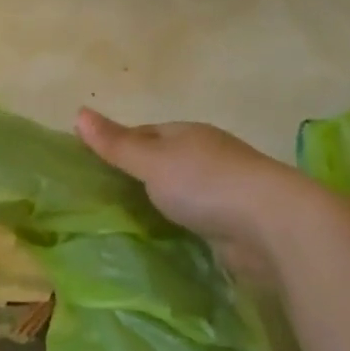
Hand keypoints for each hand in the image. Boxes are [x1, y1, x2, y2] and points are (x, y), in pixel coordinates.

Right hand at [75, 108, 322, 275]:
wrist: (272, 225)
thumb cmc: (205, 183)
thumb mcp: (151, 160)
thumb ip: (116, 144)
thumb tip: (78, 112)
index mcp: (187, 134)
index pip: (144, 133)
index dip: (118, 144)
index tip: (90, 166)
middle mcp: (206, 156)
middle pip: (163, 162)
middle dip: (138, 176)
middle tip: (101, 199)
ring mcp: (223, 190)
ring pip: (180, 192)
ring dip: (160, 202)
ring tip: (126, 222)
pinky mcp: (234, 222)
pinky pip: (196, 219)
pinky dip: (178, 225)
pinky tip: (163, 238)